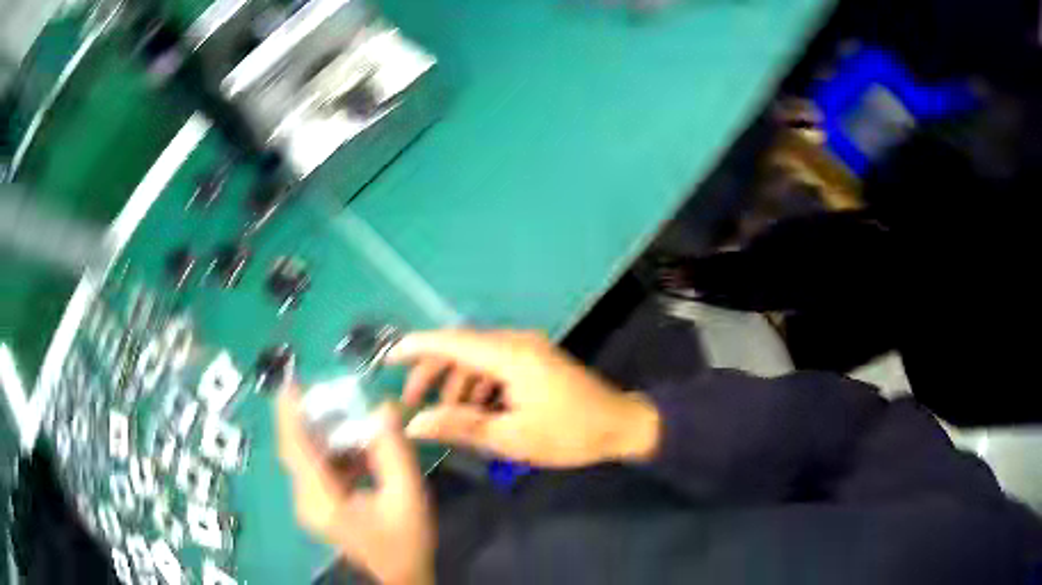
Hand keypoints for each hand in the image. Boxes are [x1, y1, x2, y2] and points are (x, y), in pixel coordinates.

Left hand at [277, 390, 434, 584]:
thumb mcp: (407, 496)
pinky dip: (332, 452)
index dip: (289, 415)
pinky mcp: (317, 506)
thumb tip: (381, 408)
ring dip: (324, 435)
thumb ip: (393, 451)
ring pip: (306, 458)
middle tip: (337, 395)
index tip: (290, 383)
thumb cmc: (405, 541)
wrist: (402, 577)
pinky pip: (316, 469)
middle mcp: (306, 502)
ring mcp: (309, 505)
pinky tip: (356, 447)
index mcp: (322, 501)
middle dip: (312, 419)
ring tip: (350, 415)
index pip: (295, 450)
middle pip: (297, 451)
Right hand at [389, 330, 660, 467]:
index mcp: (510, 356)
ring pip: (476, 359)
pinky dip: (478, 386)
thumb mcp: (512, 437)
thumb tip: (416, 424)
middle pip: (460, 348)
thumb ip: (461, 426)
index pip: (452, 341)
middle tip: (412, 403)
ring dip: (456, 384)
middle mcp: (516, 342)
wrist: (621, 426)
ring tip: (447, 417)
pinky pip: (495, 366)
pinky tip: (476, 412)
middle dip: (432, 373)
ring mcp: (527, 349)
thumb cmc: (569, 434)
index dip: (416, 347)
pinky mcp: (534, 360)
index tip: (387, 357)